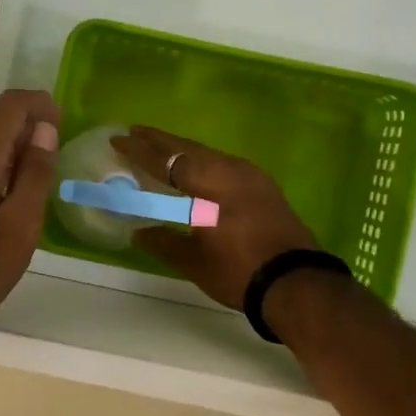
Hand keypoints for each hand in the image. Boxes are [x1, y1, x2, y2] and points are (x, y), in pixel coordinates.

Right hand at [111, 126, 320, 307]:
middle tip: (134, 132)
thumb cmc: (239, 271)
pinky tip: (195, 171)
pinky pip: (223, 164)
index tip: (117, 139)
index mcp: (209, 183)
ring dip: (182, 151)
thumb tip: (138, 230)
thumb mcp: (193, 261)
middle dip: (159, 141)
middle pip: (188, 149)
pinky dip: (201, 162)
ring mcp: (251, 176)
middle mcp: (230, 169)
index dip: (139, 150)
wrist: (297, 283)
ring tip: (160, 149)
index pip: (166, 160)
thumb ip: (163, 241)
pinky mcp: (263, 188)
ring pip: (208, 154)